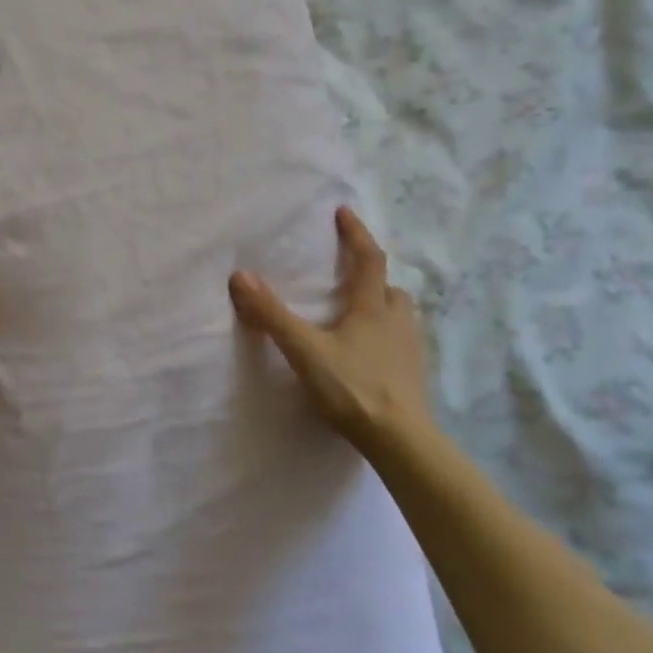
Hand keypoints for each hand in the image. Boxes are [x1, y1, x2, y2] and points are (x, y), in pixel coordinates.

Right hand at [229, 207, 436, 452]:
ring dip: (381, 305)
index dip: (357, 234)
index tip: (344, 213)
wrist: (400, 440)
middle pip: (389, 288)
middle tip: (350, 273)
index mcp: (371, 308)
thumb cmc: (352, 388)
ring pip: (399, 315)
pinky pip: (400, 343)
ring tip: (357, 314)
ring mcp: (409, 350)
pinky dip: (384, 336)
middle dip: (372, 275)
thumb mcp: (304, 350)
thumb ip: (272, 314)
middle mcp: (396, 322)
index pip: (368, 259)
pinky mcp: (412, 376)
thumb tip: (240, 276)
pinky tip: (367, 354)